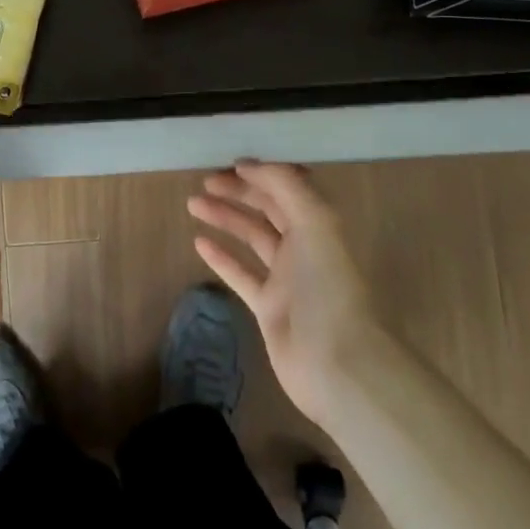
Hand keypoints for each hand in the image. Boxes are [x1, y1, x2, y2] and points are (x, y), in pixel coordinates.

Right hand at [187, 161, 373, 425]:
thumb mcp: (316, 223)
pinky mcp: (269, 307)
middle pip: (269, 209)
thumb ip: (286, 186)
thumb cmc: (328, 287)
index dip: (262, 174)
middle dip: (239, 192)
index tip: (229, 164)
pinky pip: (241, 274)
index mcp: (320, 225)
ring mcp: (287, 279)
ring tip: (193, 204)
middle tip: (204, 181)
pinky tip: (199, 242)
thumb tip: (249, 165)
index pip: (289, 188)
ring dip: (225, 218)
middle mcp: (305, 247)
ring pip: (252, 238)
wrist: (337, 363)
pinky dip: (221, 257)